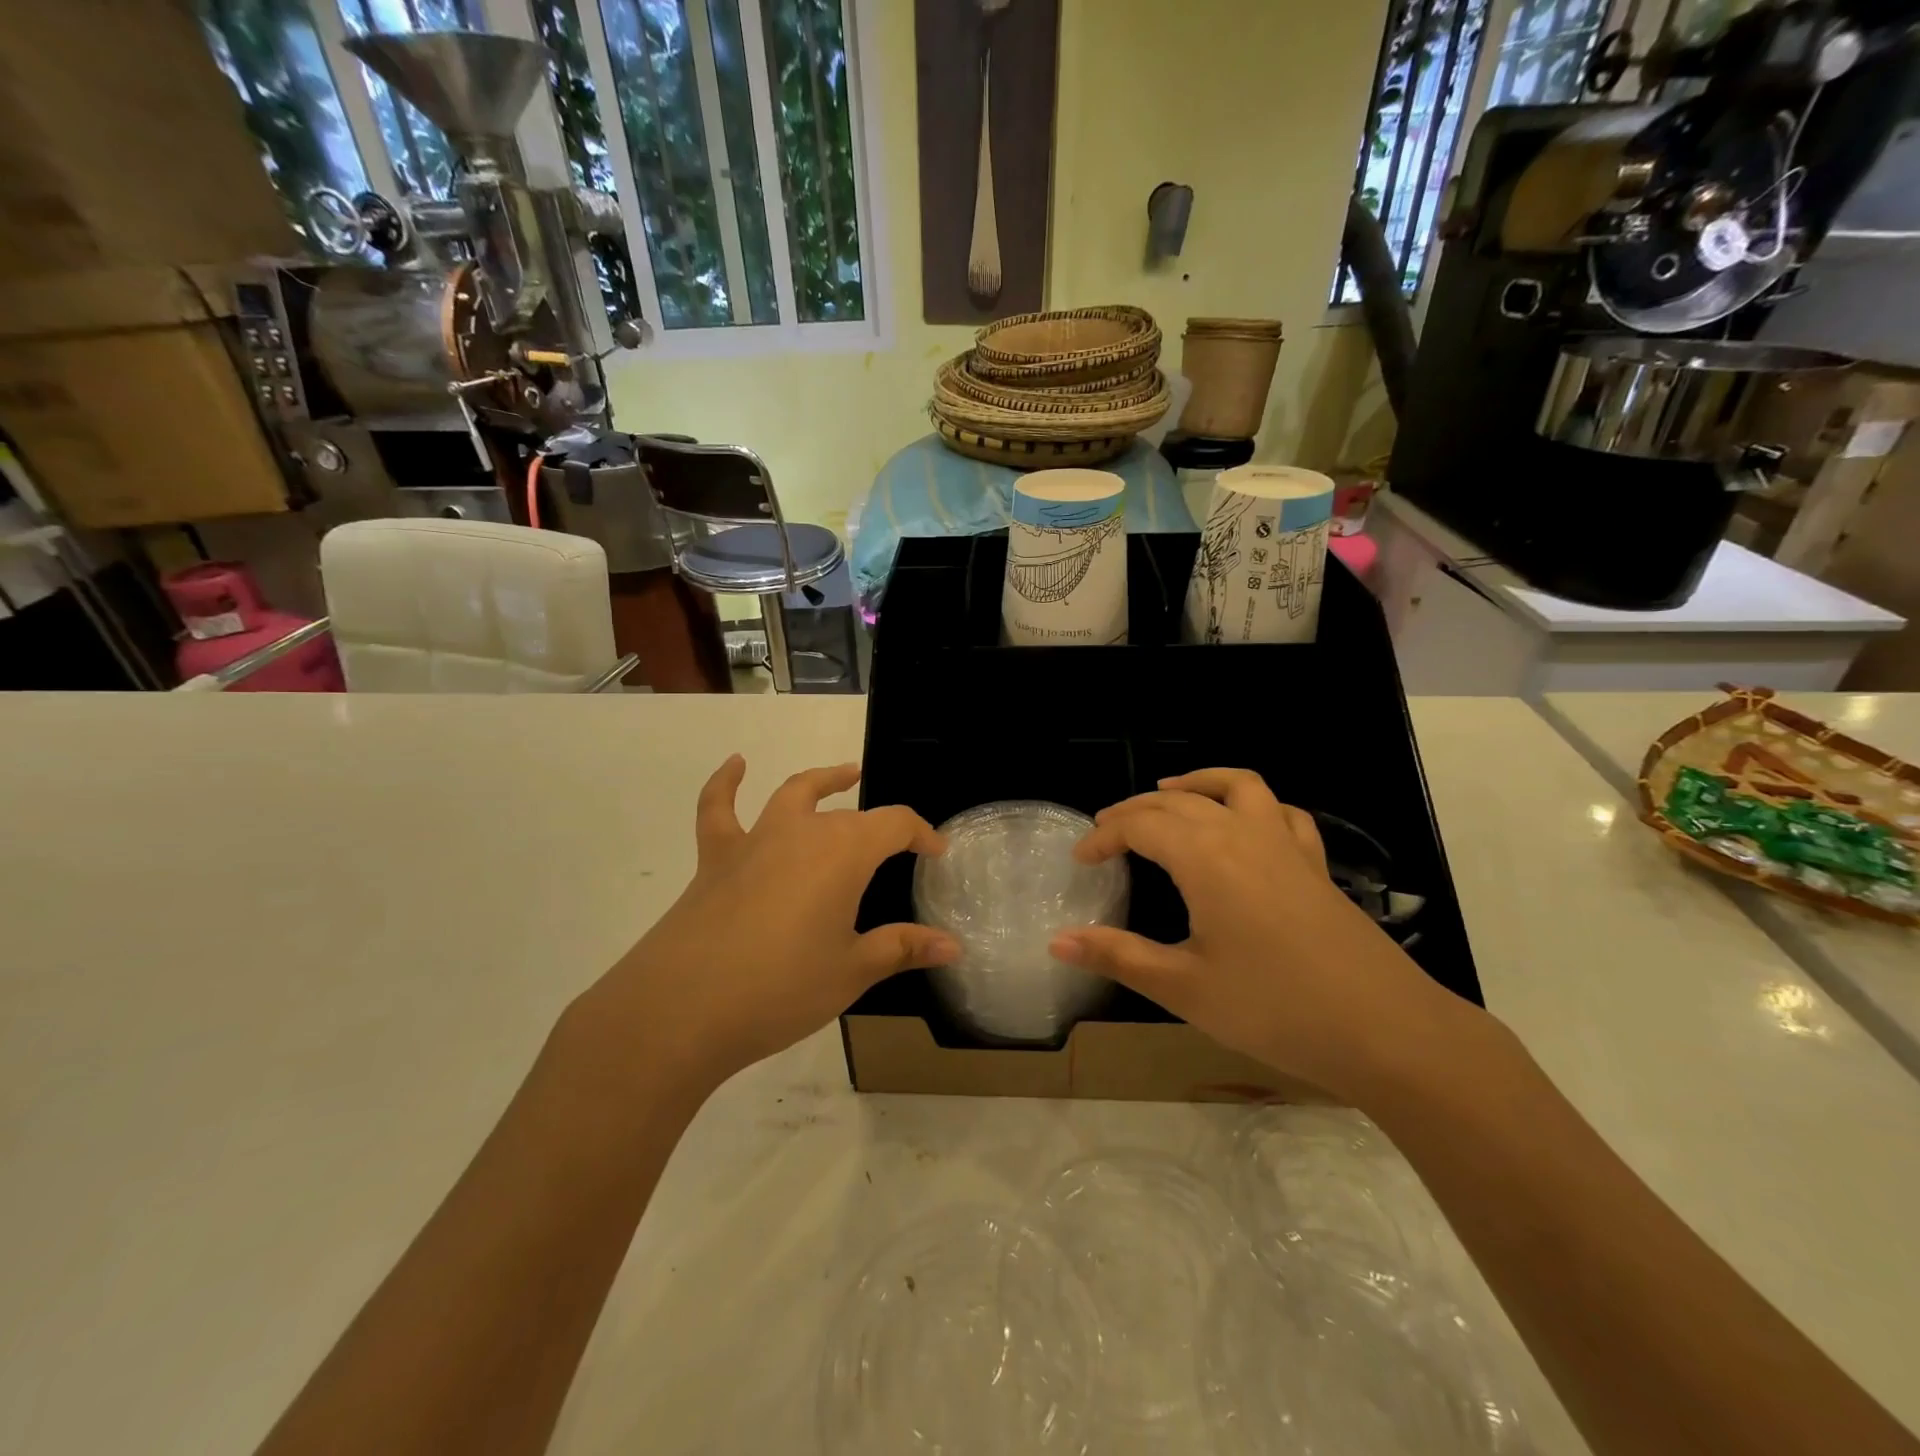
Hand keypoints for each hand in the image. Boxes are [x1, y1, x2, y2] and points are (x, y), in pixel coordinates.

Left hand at [577, 756, 957, 1090]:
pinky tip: (736, 765)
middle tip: (896, 846)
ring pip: (795, 794)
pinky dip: (727, 782)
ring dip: (823, 782)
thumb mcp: (852, 971)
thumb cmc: (781, 988)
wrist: (682, 1008)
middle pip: (850, 816)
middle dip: (879, 827)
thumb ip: (903, 949)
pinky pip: (719, 808)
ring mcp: (755, 840)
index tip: (937, 852)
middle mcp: (802, 832)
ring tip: (845, 774)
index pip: (895, 824)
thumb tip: (953, 946)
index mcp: (844, 853)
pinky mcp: (716, 858)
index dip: (922, 834)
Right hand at [1051, 769, 1470, 1097]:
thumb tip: (1057, 941)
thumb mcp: (1184, 988)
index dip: (1103, 836)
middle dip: (1135, 811)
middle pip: (1178, 802)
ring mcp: (1286, 845)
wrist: (1386, 1032)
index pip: (1140, 826)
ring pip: (1236, 786)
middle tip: (1106, 831)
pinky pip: (1281, 812)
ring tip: (1168, 793)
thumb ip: (1118, 956)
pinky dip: (1253, 803)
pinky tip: (1243, 824)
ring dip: (1196, 783)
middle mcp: (1243, 834)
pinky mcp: (1315, 865)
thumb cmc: (1274, 1009)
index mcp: (1205, 857)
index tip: (1080, 860)